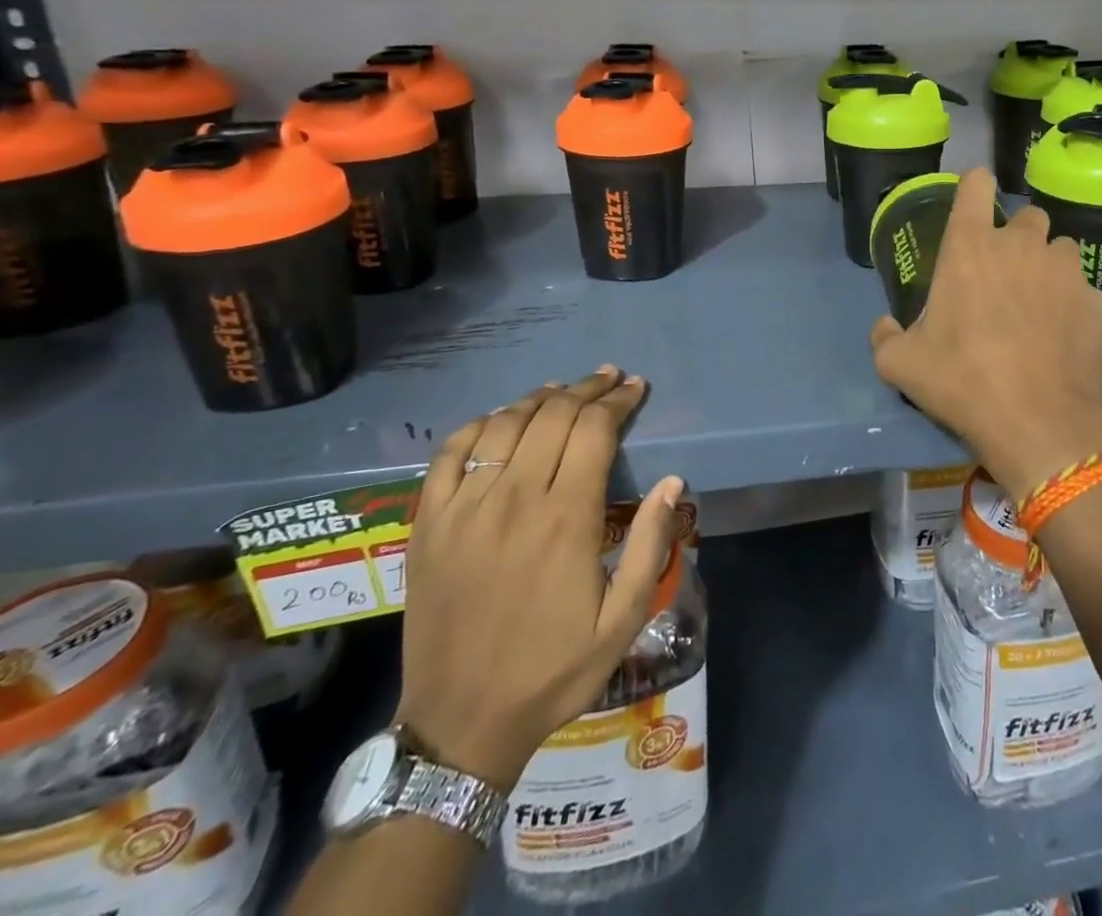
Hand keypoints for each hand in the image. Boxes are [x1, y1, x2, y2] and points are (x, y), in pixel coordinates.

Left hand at [394, 367, 683, 789]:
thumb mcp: (622, 620)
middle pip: (553, 415)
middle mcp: (513, 498)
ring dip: (539, 398)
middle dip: (586, 389)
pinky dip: (479, 424)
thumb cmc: (553, 670)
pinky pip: (450, 453)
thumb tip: (672, 481)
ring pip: (504, 424)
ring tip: (562, 390)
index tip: (635, 387)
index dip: (618, 401)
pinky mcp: (429, 523)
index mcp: (565, 518)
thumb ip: (649, 545)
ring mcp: (464, 507)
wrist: (461, 723)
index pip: (594, 430)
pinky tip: (499, 419)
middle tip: (608, 378)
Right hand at [869, 167, 1101, 501]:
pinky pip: (1088, 294)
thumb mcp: (900, 364)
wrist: (1037, 423)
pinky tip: (1067, 340)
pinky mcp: (1101, 303)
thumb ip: (885, 337)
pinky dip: (1077, 309)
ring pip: (1062, 250)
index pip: (976, 185)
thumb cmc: (962, 381)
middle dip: (1018, 237)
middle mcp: (1023, 246)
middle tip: (1006, 275)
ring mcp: (1068, 272)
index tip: (974, 203)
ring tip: (1041, 305)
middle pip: (1028, 216)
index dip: (975, 188)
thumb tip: (885, 327)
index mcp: (971, 247)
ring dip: (1050, 268)